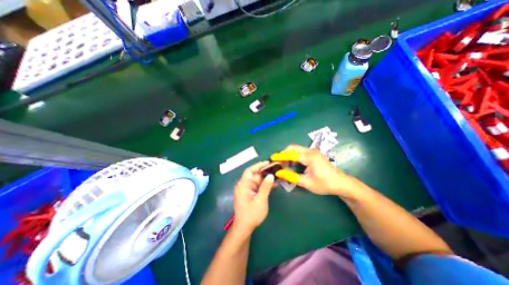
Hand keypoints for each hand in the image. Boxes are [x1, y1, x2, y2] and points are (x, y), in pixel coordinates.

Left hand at [233, 161, 276, 234]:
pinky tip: (272, 184)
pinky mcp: (249, 193)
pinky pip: (257, 186)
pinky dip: (264, 184)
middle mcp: (243, 185)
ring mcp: (246, 189)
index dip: (258, 165)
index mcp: (243, 185)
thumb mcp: (261, 200)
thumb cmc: (252, 214)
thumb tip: (271, 175)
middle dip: (264, 172)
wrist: (244, 227)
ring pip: (257, 180)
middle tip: (276, 170)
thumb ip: (266, 187)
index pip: (250, 170)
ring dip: (265, 179)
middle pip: (254, 175)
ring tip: (276, 176)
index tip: (268, 162)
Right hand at [273, 145, 358, 198]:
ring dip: (288, 155)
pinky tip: (291, 163)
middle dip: (284, 153)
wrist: (341, 183)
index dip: (281, 156)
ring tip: (283, 164)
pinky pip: (300, 152)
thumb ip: (291, 176)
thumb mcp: (306, 183)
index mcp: (310, 157)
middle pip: (293, 148)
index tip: (272, 158)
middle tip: (278, 162)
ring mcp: (313, 152)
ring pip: (296, 149)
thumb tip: (279, 173)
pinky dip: (293, 156)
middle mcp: (311, 151)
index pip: (291, 154)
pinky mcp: (314, 154)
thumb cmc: (325, 184)